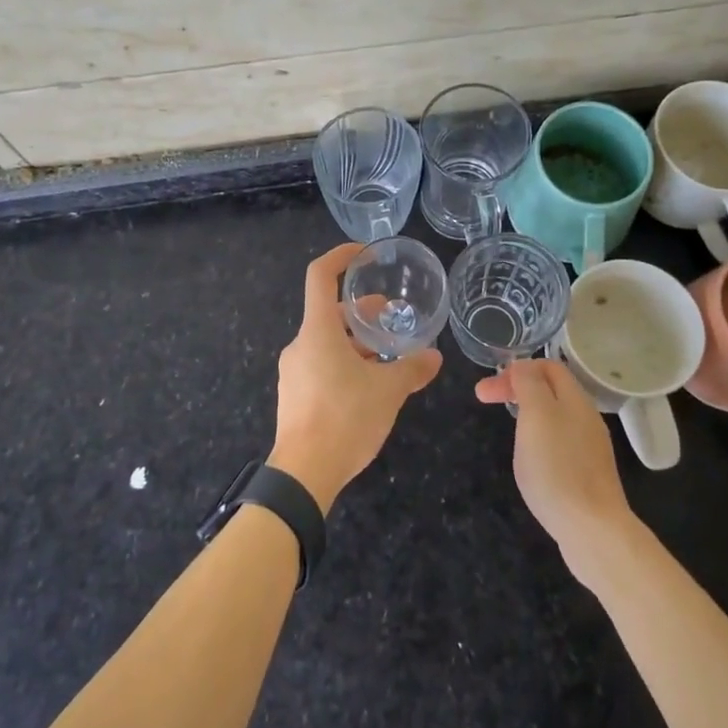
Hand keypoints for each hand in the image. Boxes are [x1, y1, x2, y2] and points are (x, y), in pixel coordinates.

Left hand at [269, 243, 441, 513]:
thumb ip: (412, 370)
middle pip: (329, 313)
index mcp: (318, 331)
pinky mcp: (293, 395)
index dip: (340, 257)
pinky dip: (344, 364)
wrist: (303, 474)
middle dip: (362, 312)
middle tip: (392, 319)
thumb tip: (434, 358)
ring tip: (387, 357)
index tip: (363, 254)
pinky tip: (368, 387)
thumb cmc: (345, 418)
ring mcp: (293, 371)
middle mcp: (300, 344)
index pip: (320, 276)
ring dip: (356, 342)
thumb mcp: (387, 392)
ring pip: (326, 342)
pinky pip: (320, 366)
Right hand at [475, 358, 635, 580]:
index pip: (548, 366)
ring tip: (507, 429)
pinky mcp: (588, 476)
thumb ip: (530, 384)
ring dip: (527, 414)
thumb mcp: (537, 415)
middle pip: (551, 390)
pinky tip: (531, 460)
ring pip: (555, 417)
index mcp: (576, 399)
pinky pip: (560, 444)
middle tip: (484, 400)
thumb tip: (523, 366)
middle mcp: (587, 419)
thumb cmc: (558, 468)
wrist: (593, 531)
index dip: (516, 369)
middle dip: (517, 389)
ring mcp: (590, 449)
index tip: (489, 387)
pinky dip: (539, 440)